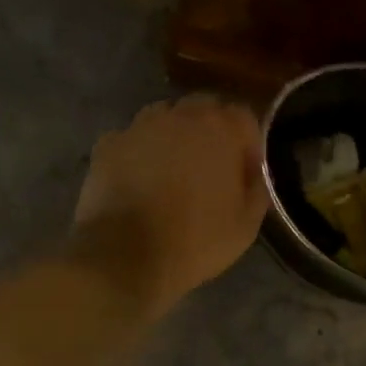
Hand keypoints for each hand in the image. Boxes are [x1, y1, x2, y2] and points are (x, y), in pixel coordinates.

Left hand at [72, 95, 268, 315]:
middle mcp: (180, 117)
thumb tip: (252, 171)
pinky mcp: (109, 144)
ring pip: (165, 117)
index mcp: (220, 130)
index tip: (244, 171)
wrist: (126, 257)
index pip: (243, 117)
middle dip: (211, 131)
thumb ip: (256, 187)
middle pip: (203, 108)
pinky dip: (139, 152)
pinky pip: (132, 138)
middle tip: (210, 168)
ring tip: (172, 170)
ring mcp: (140, 127)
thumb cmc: (196, 241)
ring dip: (174, 135)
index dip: (247, 143)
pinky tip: (139, 178)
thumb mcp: (247, 224)